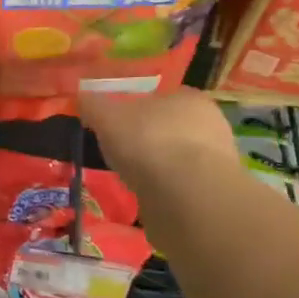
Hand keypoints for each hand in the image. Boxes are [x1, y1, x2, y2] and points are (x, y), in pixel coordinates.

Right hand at [81, 86, 238, 191]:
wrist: (187, 199)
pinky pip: (184, 188)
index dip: (139, 109)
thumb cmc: (149, 143)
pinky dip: (167, 193)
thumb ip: (94, 106)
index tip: (119, 124)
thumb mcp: (108, 118)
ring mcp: (217, 163)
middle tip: (123, 153)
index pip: (164, 97)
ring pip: (179, 160)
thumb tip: (82, 97)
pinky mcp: (214, 196)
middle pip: (172, 129)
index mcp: (190, 98)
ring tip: (133, 180)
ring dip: (159, 168)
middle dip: (150, 140)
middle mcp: (211, 126)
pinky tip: (150, 200)